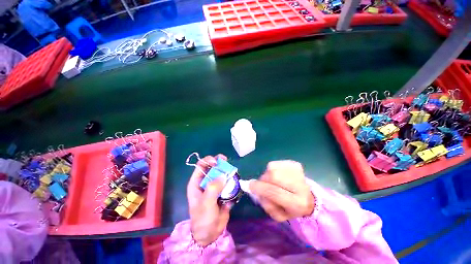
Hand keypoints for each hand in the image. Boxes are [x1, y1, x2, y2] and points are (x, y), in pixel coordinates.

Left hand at [187, 154, 230, 246]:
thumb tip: (224, 176)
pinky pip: (228, 182)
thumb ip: (213, 188)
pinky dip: (232, 180)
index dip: (208, 160)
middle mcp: (206, 182)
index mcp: (197, 182)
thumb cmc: (203, 218)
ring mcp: (215, 186)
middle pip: (213, 167)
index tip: (217, 162)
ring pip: (222, 174)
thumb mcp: (206, 203)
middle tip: (226, 162)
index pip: (201, 165)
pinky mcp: (223, 191)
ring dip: (228, 172)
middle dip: (220, 163)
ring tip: (233, 173)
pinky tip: (235, 183)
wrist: (211, 234)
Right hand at [250, 160, 314, 221]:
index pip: (275, 192)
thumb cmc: (291, 208)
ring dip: (268, 174)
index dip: (261, 188)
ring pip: (273, 167)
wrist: (308, 198)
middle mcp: (300, 186)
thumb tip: (255, 188)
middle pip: (274, 175)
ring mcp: (298, 172)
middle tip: (264, 184)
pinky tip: (279, 175)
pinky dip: (273, 169)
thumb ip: (266, 204)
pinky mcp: (295, 164)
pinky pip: (276, 163)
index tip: (251, 186)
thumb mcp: (278, 215)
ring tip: (273, 180)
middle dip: (264, 179)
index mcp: (297, 203)